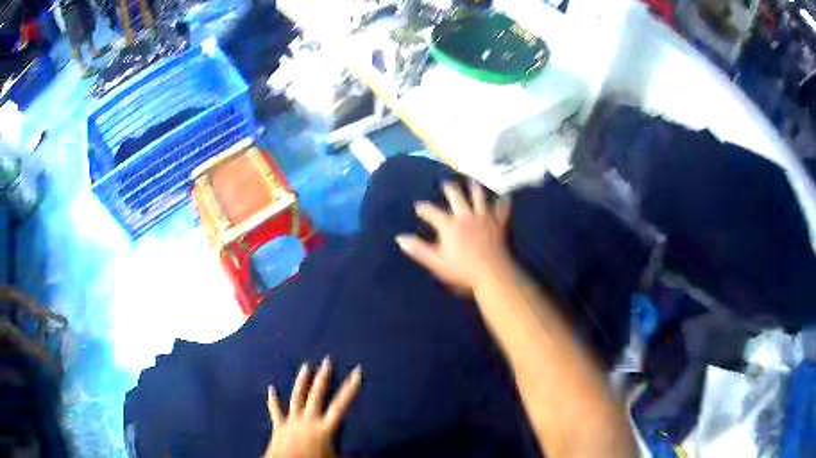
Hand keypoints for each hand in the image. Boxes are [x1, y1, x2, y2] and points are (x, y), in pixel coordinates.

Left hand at [264, 358, 362, 457]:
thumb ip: (344, 450)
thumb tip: (361, 453)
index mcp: (325, 428)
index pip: (341, 405)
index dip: (350, 388)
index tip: (356, 372)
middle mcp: (308, 420)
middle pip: (317, 395)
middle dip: (323, 377)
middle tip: (327, 361)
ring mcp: (292, 421)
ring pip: (297, 397)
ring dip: (302, 382)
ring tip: (305, 367)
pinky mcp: (279, 426)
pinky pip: (275, 410)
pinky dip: (273, 400)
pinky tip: (271, 389)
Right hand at [396, 181, 511, 293]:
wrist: (492, 273)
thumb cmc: (462, 270)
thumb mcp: (436, 262)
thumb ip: (418, 249)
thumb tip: (400, 238)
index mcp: (449, 225)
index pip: (432, 212)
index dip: (424, 208)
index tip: (418, 206)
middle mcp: (466, 216)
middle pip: (456, 197)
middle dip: (450, 189)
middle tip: (446, 183)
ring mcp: (484, 218)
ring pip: (479, 198)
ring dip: (475, 188)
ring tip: (472, 182)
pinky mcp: (498, 223)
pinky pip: (502, 209)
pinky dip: (503, 202)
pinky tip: (505, 196)